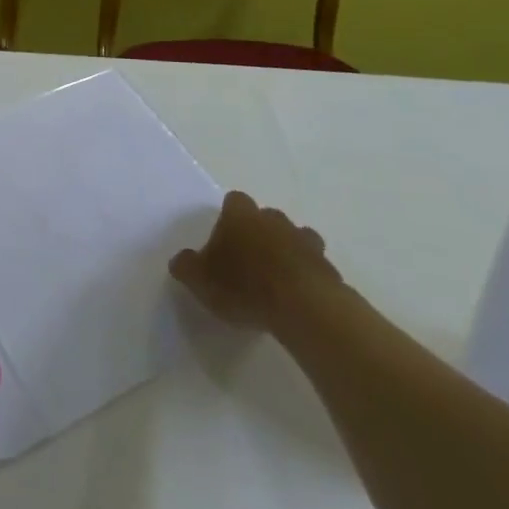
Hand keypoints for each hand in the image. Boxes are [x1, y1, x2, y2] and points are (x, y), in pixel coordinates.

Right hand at [170, 190, 342, 337]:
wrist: (303, 307)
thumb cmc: (244, 286)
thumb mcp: (200, 280)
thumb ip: (186, 266)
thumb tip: (181, 260)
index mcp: (240, 214)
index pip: (234, 201)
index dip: (229, 218)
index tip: (225, 240)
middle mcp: (272, 218)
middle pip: (265, 217)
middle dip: (258, 233)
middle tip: (248, 261)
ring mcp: (304, 240)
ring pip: (293, 237)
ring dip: (286, 252)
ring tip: (276, 279)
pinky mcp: (327, 266)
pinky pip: (313, 265)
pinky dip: (306, 275)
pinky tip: (297, 296)